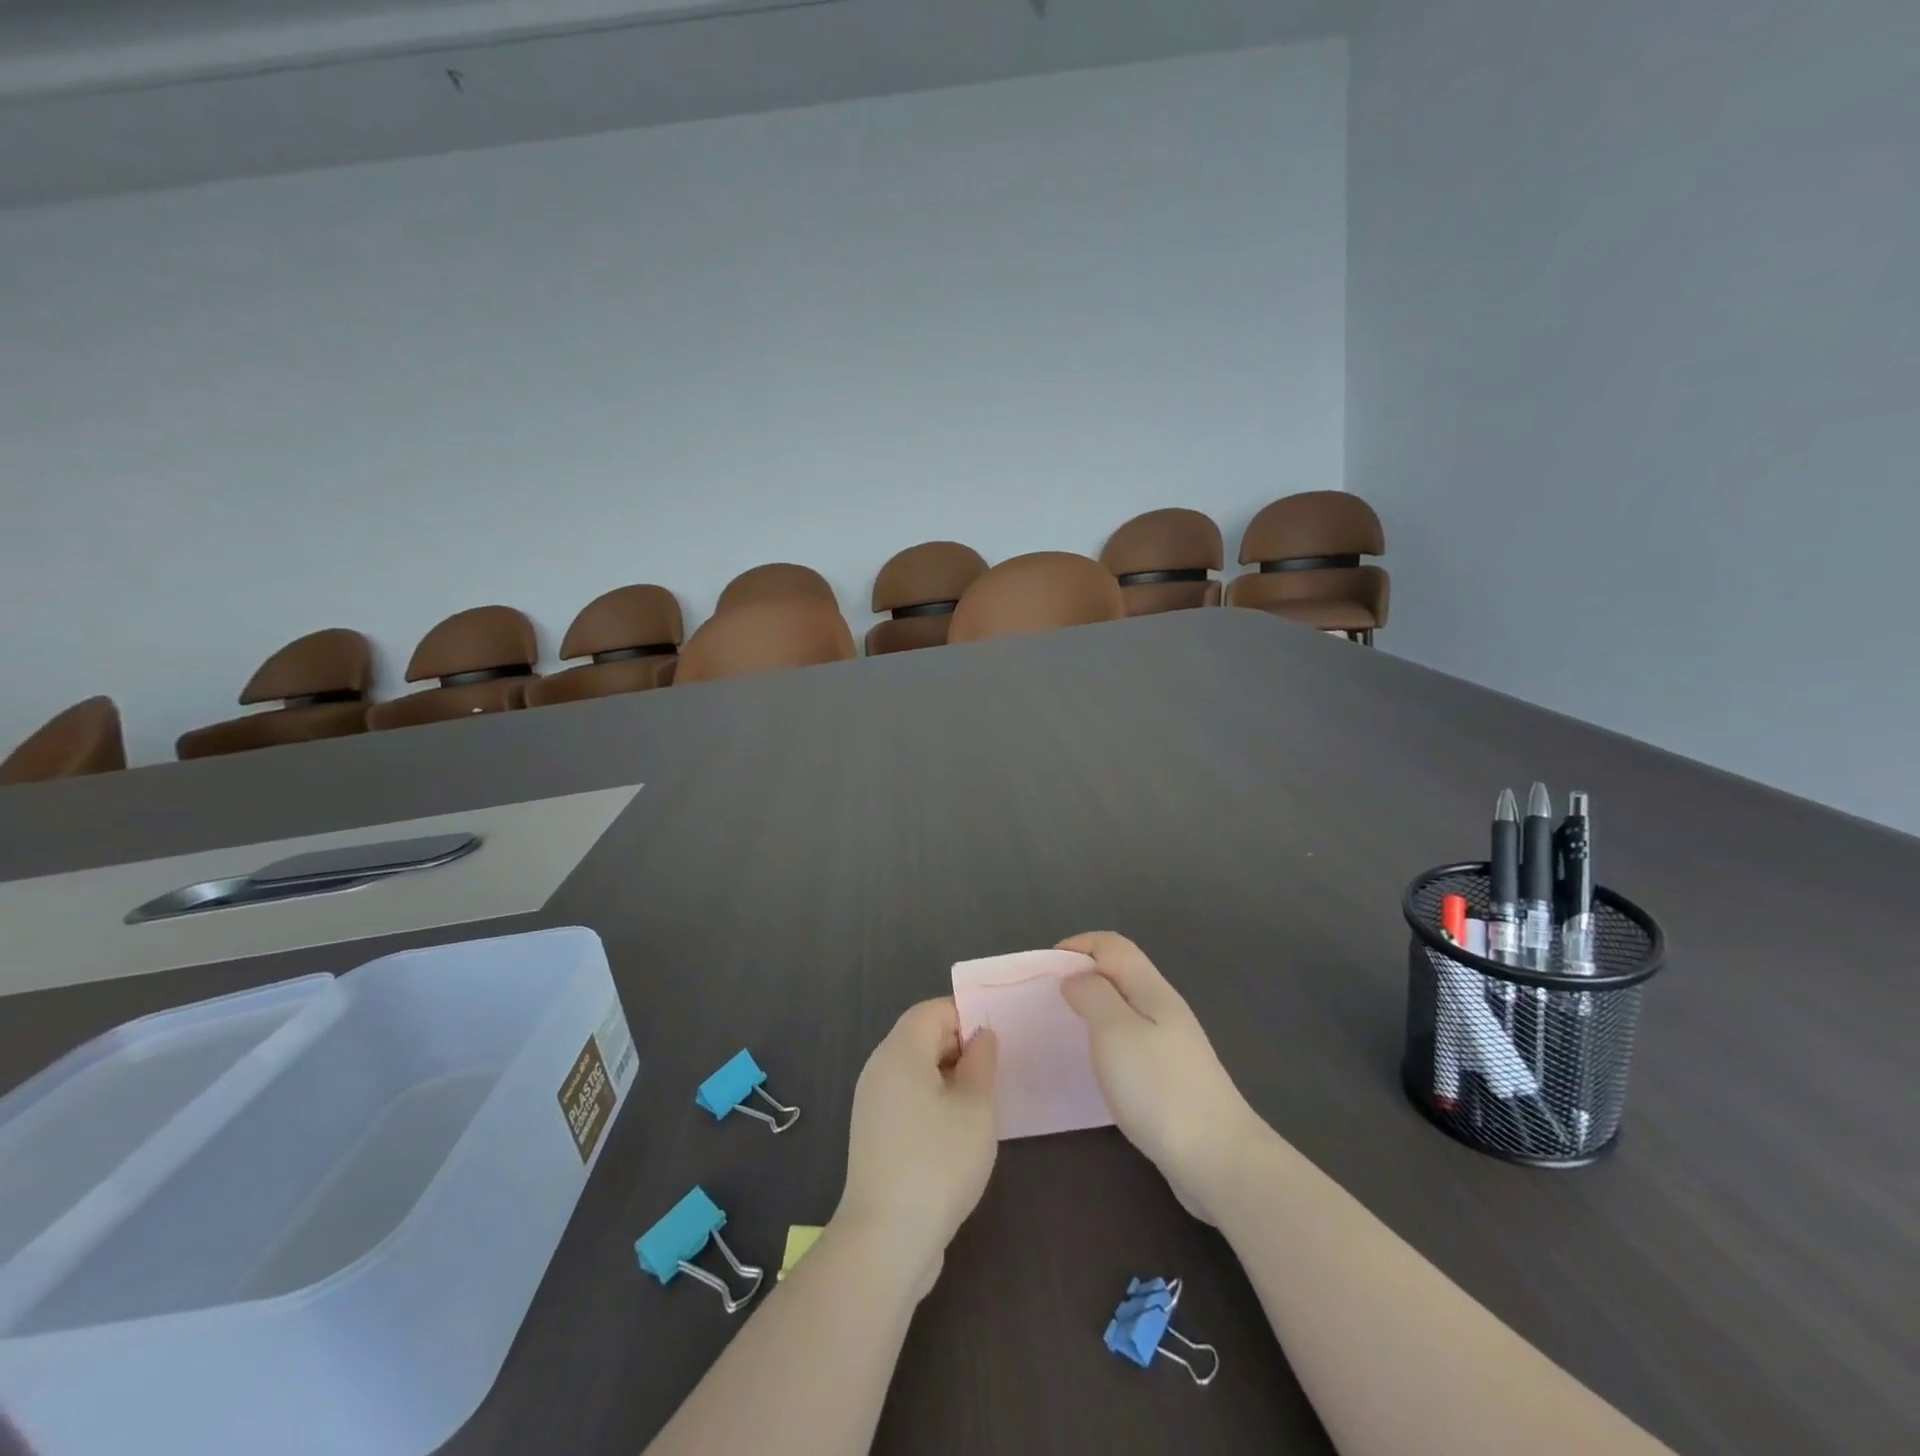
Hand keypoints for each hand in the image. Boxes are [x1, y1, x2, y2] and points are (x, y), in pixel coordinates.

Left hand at [832, 999, 998, 1298]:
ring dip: (948, 1075)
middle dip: (959, 1045)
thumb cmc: (938, 1162)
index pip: (932, 1010)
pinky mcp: (873, 1133)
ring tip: (982, 1101)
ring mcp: (871, 1102)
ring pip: (914, 1068)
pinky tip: (957, 1130)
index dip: (966, 1016)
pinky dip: (932, 1099)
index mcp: (900, 1051)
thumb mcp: (975, 1107)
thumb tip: (981, 1035)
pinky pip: (906, 1096)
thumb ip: (981, 1062)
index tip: (997, 1040)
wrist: (886, 1239)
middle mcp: (879, 1068)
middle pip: (920, 1036)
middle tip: (996, 1071)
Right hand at [1058, 932, 1268, 1224]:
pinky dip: (1108, 1040)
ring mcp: (1173, 1044)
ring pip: (1127, 1007)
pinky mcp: (1173, 1077)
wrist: (1219, 1158)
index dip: (1079, 945)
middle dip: (1084, 976)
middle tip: (1051, 1001)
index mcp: (1152, 989)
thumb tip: (1077, 978)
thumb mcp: (1115, 1032)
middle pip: (1121, 973)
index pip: (1113, 946)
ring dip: (1095, 1008)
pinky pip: (1132, 1040)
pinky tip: (1098, 1067)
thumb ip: (1093, 995)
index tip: (1047, 969)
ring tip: (1067, 1031)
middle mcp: (1164, 1008)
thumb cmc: (1159, 1088)